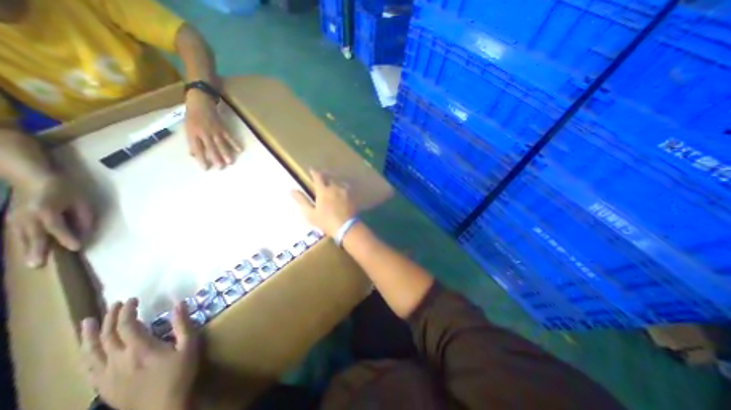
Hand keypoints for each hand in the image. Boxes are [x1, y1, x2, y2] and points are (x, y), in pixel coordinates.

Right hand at [6, 174, 92, 266]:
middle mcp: (27, 216)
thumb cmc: (64, 188)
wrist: (32, 176)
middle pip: (34, 236)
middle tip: (38, 265)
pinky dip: (21, 243)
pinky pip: (17, 233)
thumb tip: (86, 233)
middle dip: (37, 251)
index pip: (58, 228)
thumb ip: (84, 217)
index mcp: (46, 211)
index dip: (68, 238)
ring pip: (21, 237)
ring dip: (27, 250)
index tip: (77, 248)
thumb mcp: (81, 201)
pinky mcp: (11, 218)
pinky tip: (25, 251)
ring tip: (31, 263)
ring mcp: (15, 217)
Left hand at [81, 300, 198, 409]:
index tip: (133, 299)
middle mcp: (118, 360)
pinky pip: (89, 368)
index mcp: (139, 348)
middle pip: (106, 336)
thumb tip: (180, 303)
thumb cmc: (180, 373)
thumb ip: (183, 324)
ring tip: (86, 322)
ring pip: (90, 352)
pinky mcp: (103, 387)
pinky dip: (87, 354)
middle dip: (110, 318)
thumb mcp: (189, 346)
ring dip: (88, 335)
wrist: (163, 408)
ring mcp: (106, 375)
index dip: (127, 311)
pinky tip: (88, 350)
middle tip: (115, 304)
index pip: (127, 325)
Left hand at [185, 90, 241, 169]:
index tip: (206, 169)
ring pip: (221, 144)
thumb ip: (192, 142)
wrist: (199, 101)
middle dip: (216, 158)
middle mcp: (203, 133)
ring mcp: (214, 130)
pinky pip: (229, 137)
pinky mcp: (223, 127)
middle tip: (221, 168)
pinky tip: (240, 150)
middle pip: (210, 148)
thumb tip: (194, 155)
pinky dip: (235, 143)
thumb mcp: (188, 128)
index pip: (197, 149)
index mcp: (193, 133)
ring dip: (226, 153)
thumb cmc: (192, 116)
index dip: (201, 159)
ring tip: (230, 162)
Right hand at [290, 166, 354, 236]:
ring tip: (333, 185)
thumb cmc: (326, 221)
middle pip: (330, 178)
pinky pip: (348, 189)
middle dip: (325, 176)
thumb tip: (291, 190)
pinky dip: (344, 189)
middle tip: (322, 177)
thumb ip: (302, 201)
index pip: (318, 177)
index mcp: (323, 190)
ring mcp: (345, 192)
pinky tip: (344, 192)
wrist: (347, 227)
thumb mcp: (310, 213)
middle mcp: (335, 187)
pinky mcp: (353, 197)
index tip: (311, 169)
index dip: (314, 172)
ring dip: (335, 182)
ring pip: (339, 183)